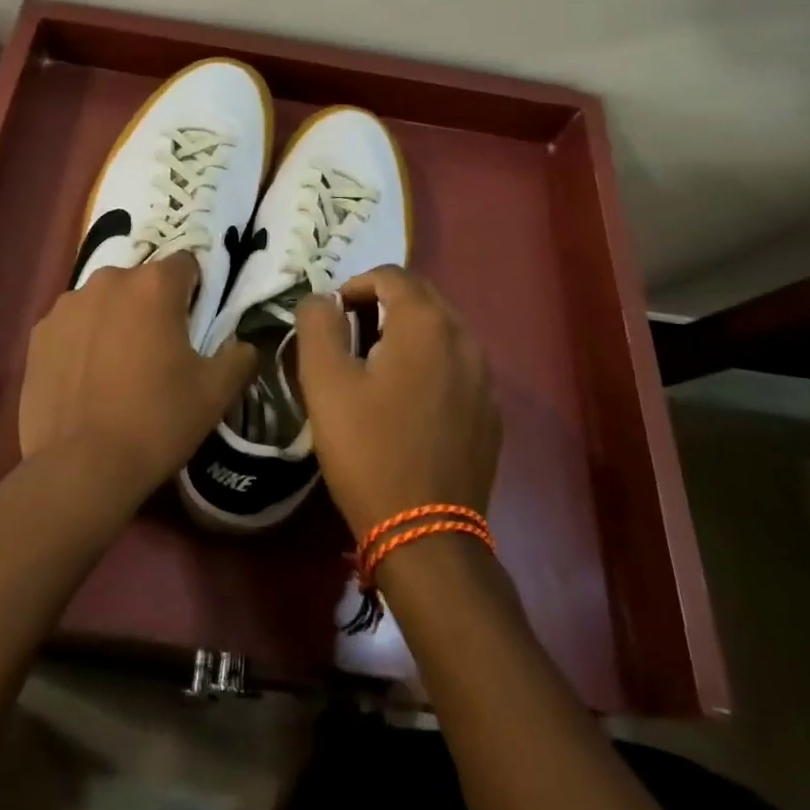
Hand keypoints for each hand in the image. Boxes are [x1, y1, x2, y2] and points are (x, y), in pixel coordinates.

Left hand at [18, 254, 255, 516]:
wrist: (80, 467)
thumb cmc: (157, 421)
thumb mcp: (215, 393)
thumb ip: (239, 357)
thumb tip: (244, 344)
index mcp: (155, 285)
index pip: (186, 265)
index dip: (194, 291)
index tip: (193, 325)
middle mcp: (109, 281)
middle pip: (141, 281)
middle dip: (152, 305)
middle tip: (158, 351)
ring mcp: (68, 305)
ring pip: (104, 302)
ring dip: (115, 320)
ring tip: (117, 368)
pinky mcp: (39, 333)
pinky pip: (72, 325)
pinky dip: (82, 341)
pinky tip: (86, 379)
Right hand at [295, 266, 499, 539]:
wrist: (427, 533)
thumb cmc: (368, 449)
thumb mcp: (325, 381)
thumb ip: (318, 324)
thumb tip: (321, 299)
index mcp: (426, 324)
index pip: (391, 276)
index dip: (355, 286)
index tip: (331, 318)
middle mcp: (465, 339)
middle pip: (421, 298)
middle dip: (381, 305)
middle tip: (349, 338)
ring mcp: (485, 377)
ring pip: (441, 331)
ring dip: (406, 334)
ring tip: (375, 368)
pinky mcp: (491, 411)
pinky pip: (457, 365)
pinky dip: (429, 364)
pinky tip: (407, 402)